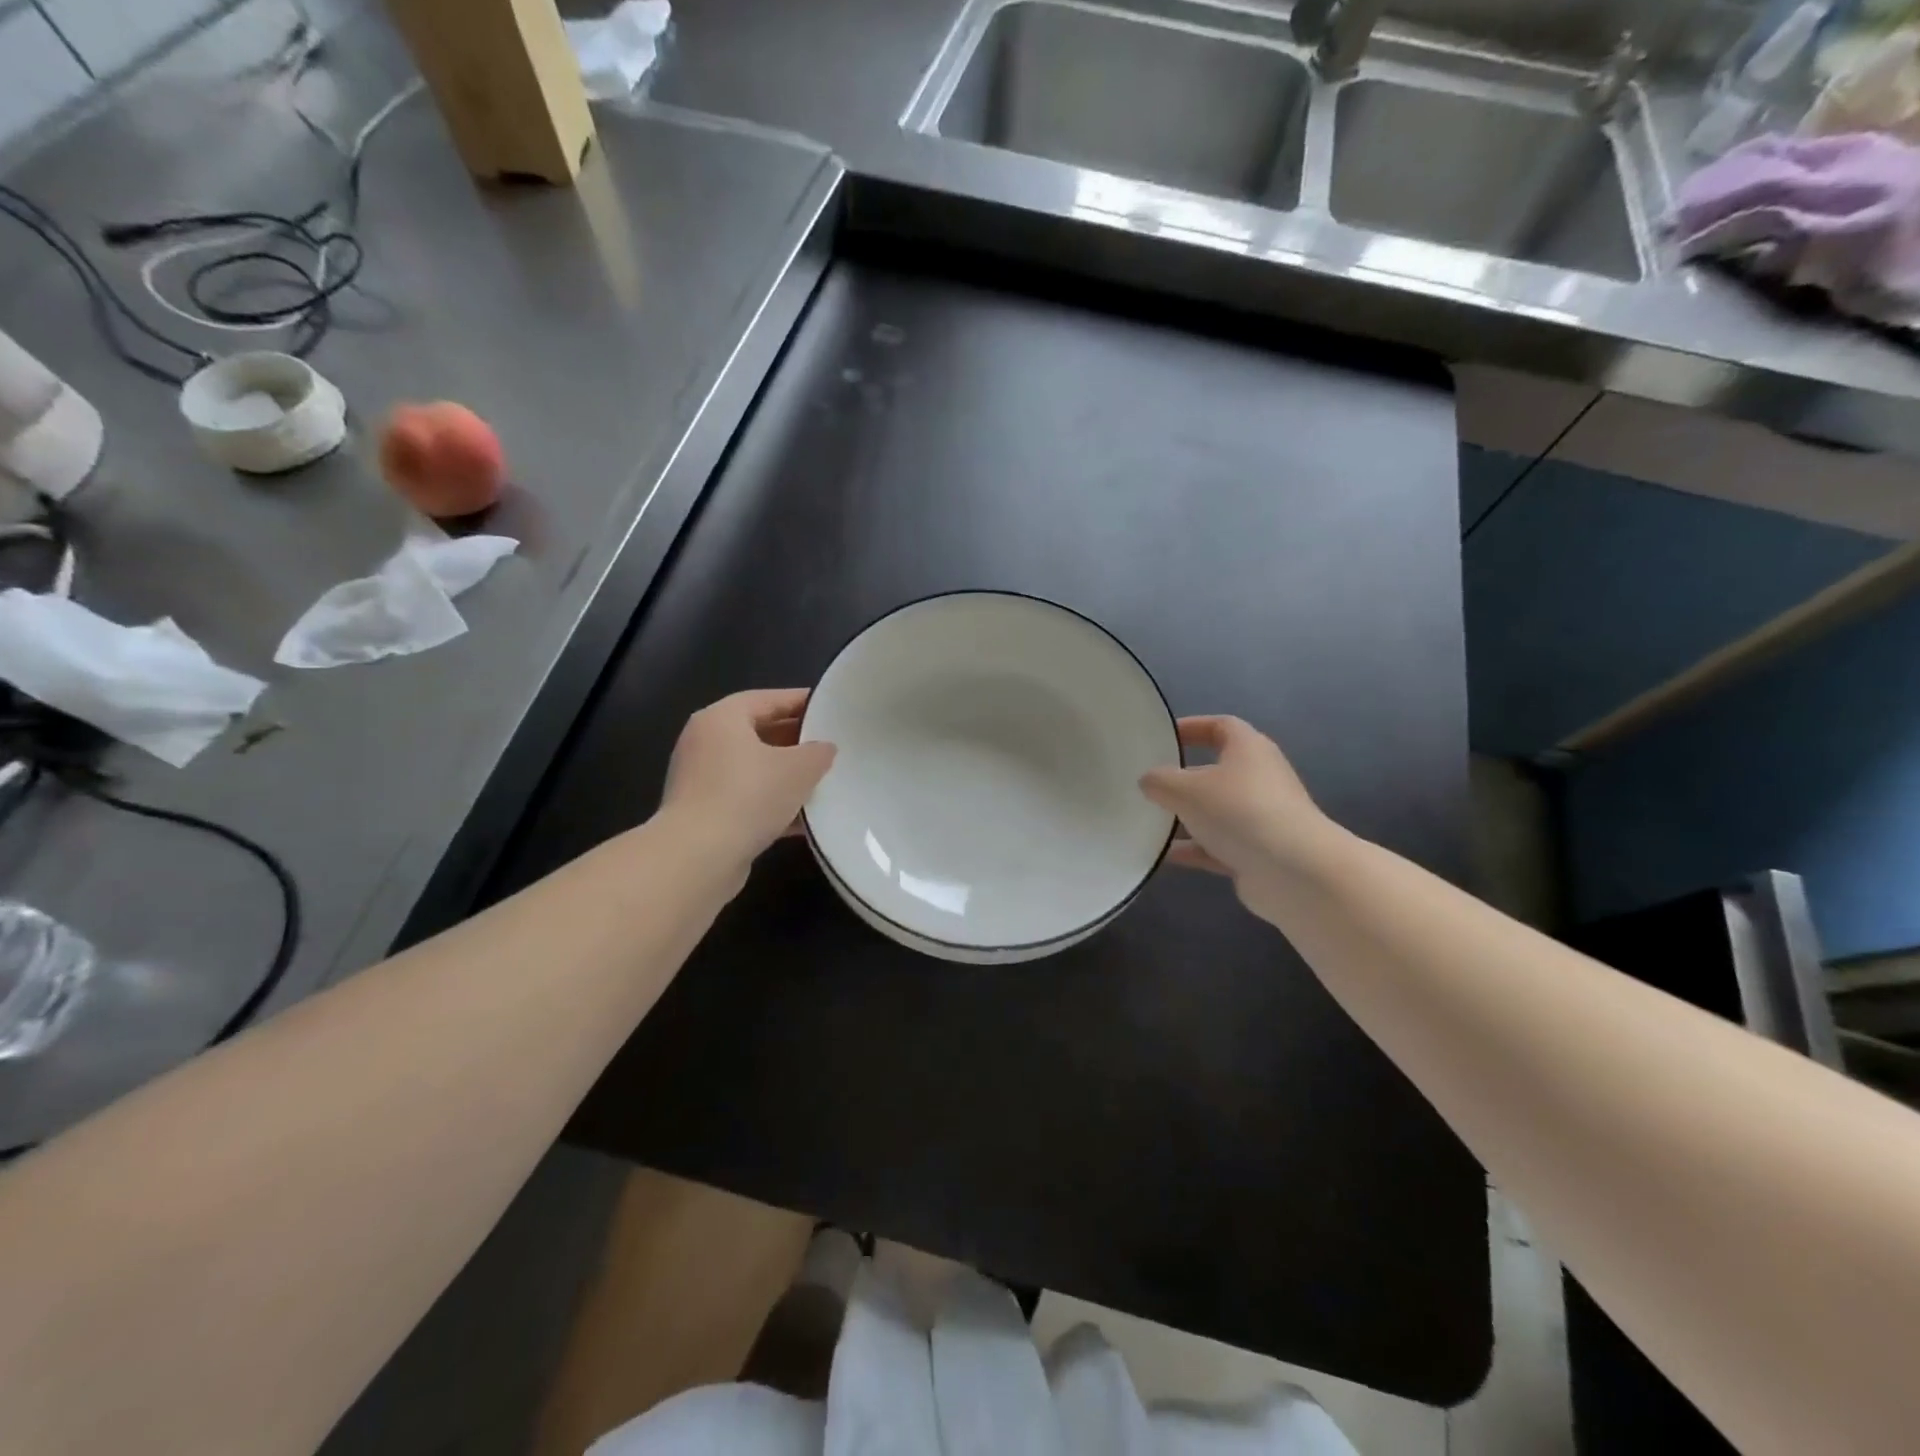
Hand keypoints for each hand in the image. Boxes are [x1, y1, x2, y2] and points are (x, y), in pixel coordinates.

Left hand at [660, 689, 836, 882]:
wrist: (698, 858)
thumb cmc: (748, 796)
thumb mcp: (799, 768)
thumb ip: (818, 752)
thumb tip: (824, 749)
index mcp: (722, 718)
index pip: (768, 699)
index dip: (801, 702)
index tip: (830, 709)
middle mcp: (705, 743)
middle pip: (759, 733)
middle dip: (796, 742)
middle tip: (831, 748)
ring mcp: (701, 781)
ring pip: (754, 770)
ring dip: (786, 777)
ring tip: (823, 784)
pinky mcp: (704, 814)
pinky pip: (746, 800)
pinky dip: (773, 805)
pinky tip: (805, 820)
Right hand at [1141, 717, 1332, 921]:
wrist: (1295, 871)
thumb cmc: (1239, 812)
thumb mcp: (1186, 790)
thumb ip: (1160, 781)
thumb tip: (1149, 780)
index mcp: (1248, 749)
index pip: (1221, 726)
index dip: (1192, 727)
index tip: (1163, 736)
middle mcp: (1259, 778)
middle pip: (1217, 770)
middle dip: (1183, 777)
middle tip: (1151, 782)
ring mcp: (1261, 817)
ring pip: (1216, 811)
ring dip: (1187, 816)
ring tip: (1150, 820)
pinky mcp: (1259, 852)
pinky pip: (1218, 845)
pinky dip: (1194, 848)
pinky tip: (1164, 855)